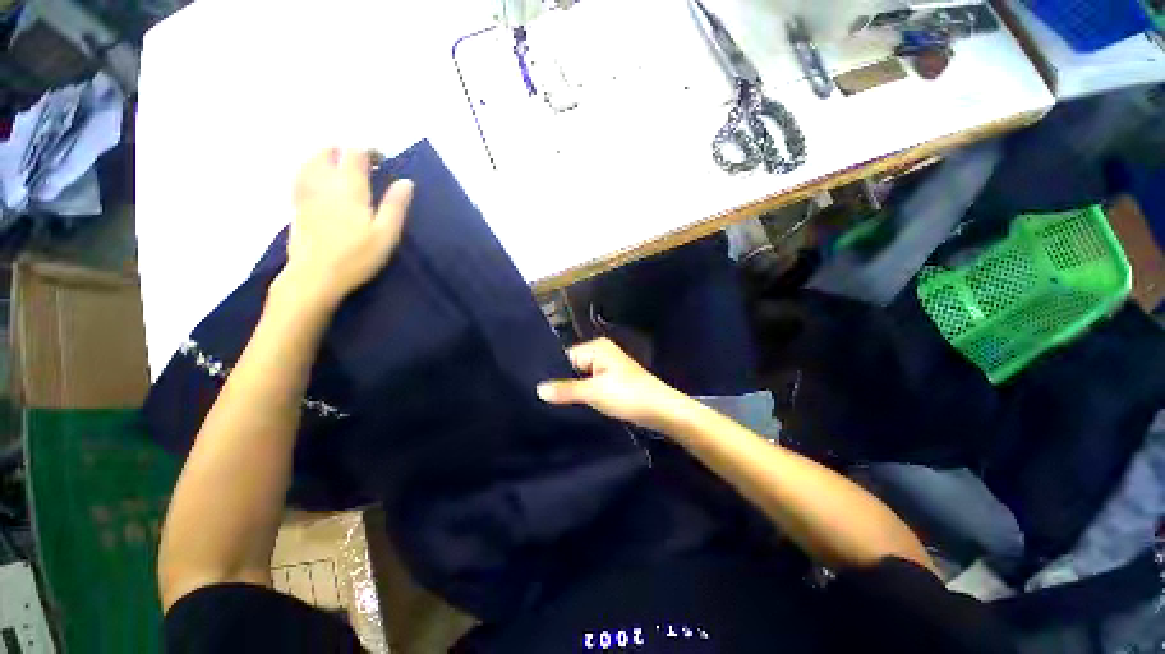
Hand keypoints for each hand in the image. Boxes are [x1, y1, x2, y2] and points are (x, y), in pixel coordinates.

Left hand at [279, 148, 414, 309]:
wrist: (315, 276)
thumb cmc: (356, 256)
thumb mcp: (386, 234)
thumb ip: (395, 206)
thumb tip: (406, 181)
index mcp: (349, 187)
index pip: (355, 152)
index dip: (369, 151)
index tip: (382, 161)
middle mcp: (324, 182)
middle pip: (328, 151)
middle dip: (345, 152)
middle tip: (363, 166)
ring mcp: (306, 192)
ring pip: (311, 161)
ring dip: (327, 159)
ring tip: (342, 171)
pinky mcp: (296, 205)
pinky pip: (300, 176)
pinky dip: (311, 171)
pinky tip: (319, 182)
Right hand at [536, 338, 687, 430]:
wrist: (661, 410)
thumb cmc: (628, 395)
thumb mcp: (594, 392)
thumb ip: (566, 389)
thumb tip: (538, 388)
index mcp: (597, 347)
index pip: (565, 356)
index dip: (553, 372)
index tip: (536, 388)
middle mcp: (601, 353)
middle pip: (573, 367)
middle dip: (562, 382)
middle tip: (541, 399)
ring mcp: (607, 368)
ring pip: (581, 378)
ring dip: (573, 390)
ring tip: (553, 405)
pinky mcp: (612, 382)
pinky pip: (591, 385)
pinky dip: (583, 394)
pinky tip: (572, 406)